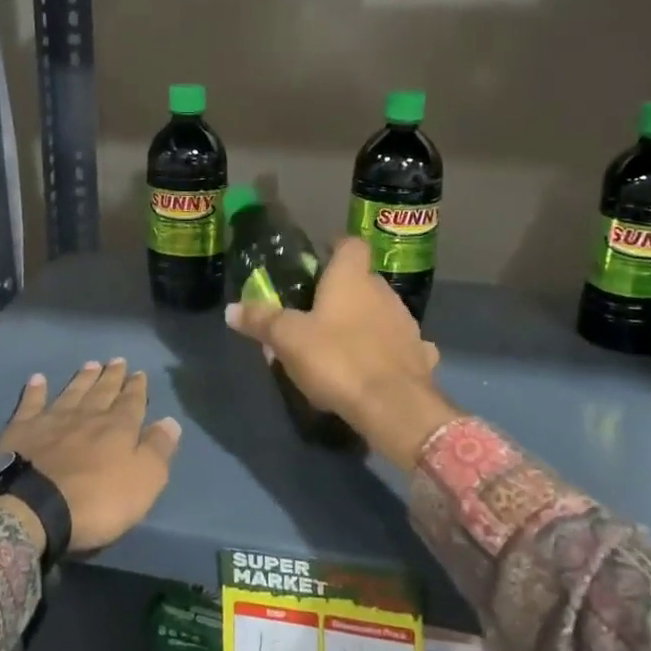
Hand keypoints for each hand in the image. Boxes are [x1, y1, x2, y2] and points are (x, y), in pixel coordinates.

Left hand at [0, 359, 181, 552]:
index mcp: (117, 428)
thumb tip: (171, 421)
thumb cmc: (96, 501)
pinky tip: (38, 379)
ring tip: (91, 364)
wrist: (33, 507)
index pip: (132, 402)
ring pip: (72, 392)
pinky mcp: (22, 430)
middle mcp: (87, 416)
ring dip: (83, 378)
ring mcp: (52, 420)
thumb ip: (157, 450)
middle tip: (117, 360)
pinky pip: (31, 403)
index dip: (137, 388)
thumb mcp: (143, 482)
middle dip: (112, 376)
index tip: (139, 373)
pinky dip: (35, 390)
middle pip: (102, 391)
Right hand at [225, 238, 452, 469]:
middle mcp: (384, 292)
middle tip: (315, 312)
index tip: (317, 262)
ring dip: (364, 322)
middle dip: (342, 292)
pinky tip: (373, 367)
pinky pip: (399, 346)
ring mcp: (406, 324)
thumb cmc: (337, 359)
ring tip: (339, 344)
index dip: (334, 249)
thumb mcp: (287, 339)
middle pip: (363, 280)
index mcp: (352, 278)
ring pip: (381, 312)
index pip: (350, 244)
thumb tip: (231, 309)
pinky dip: (387, 351)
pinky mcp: (420, 357)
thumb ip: (260, 320)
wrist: (393, 406)